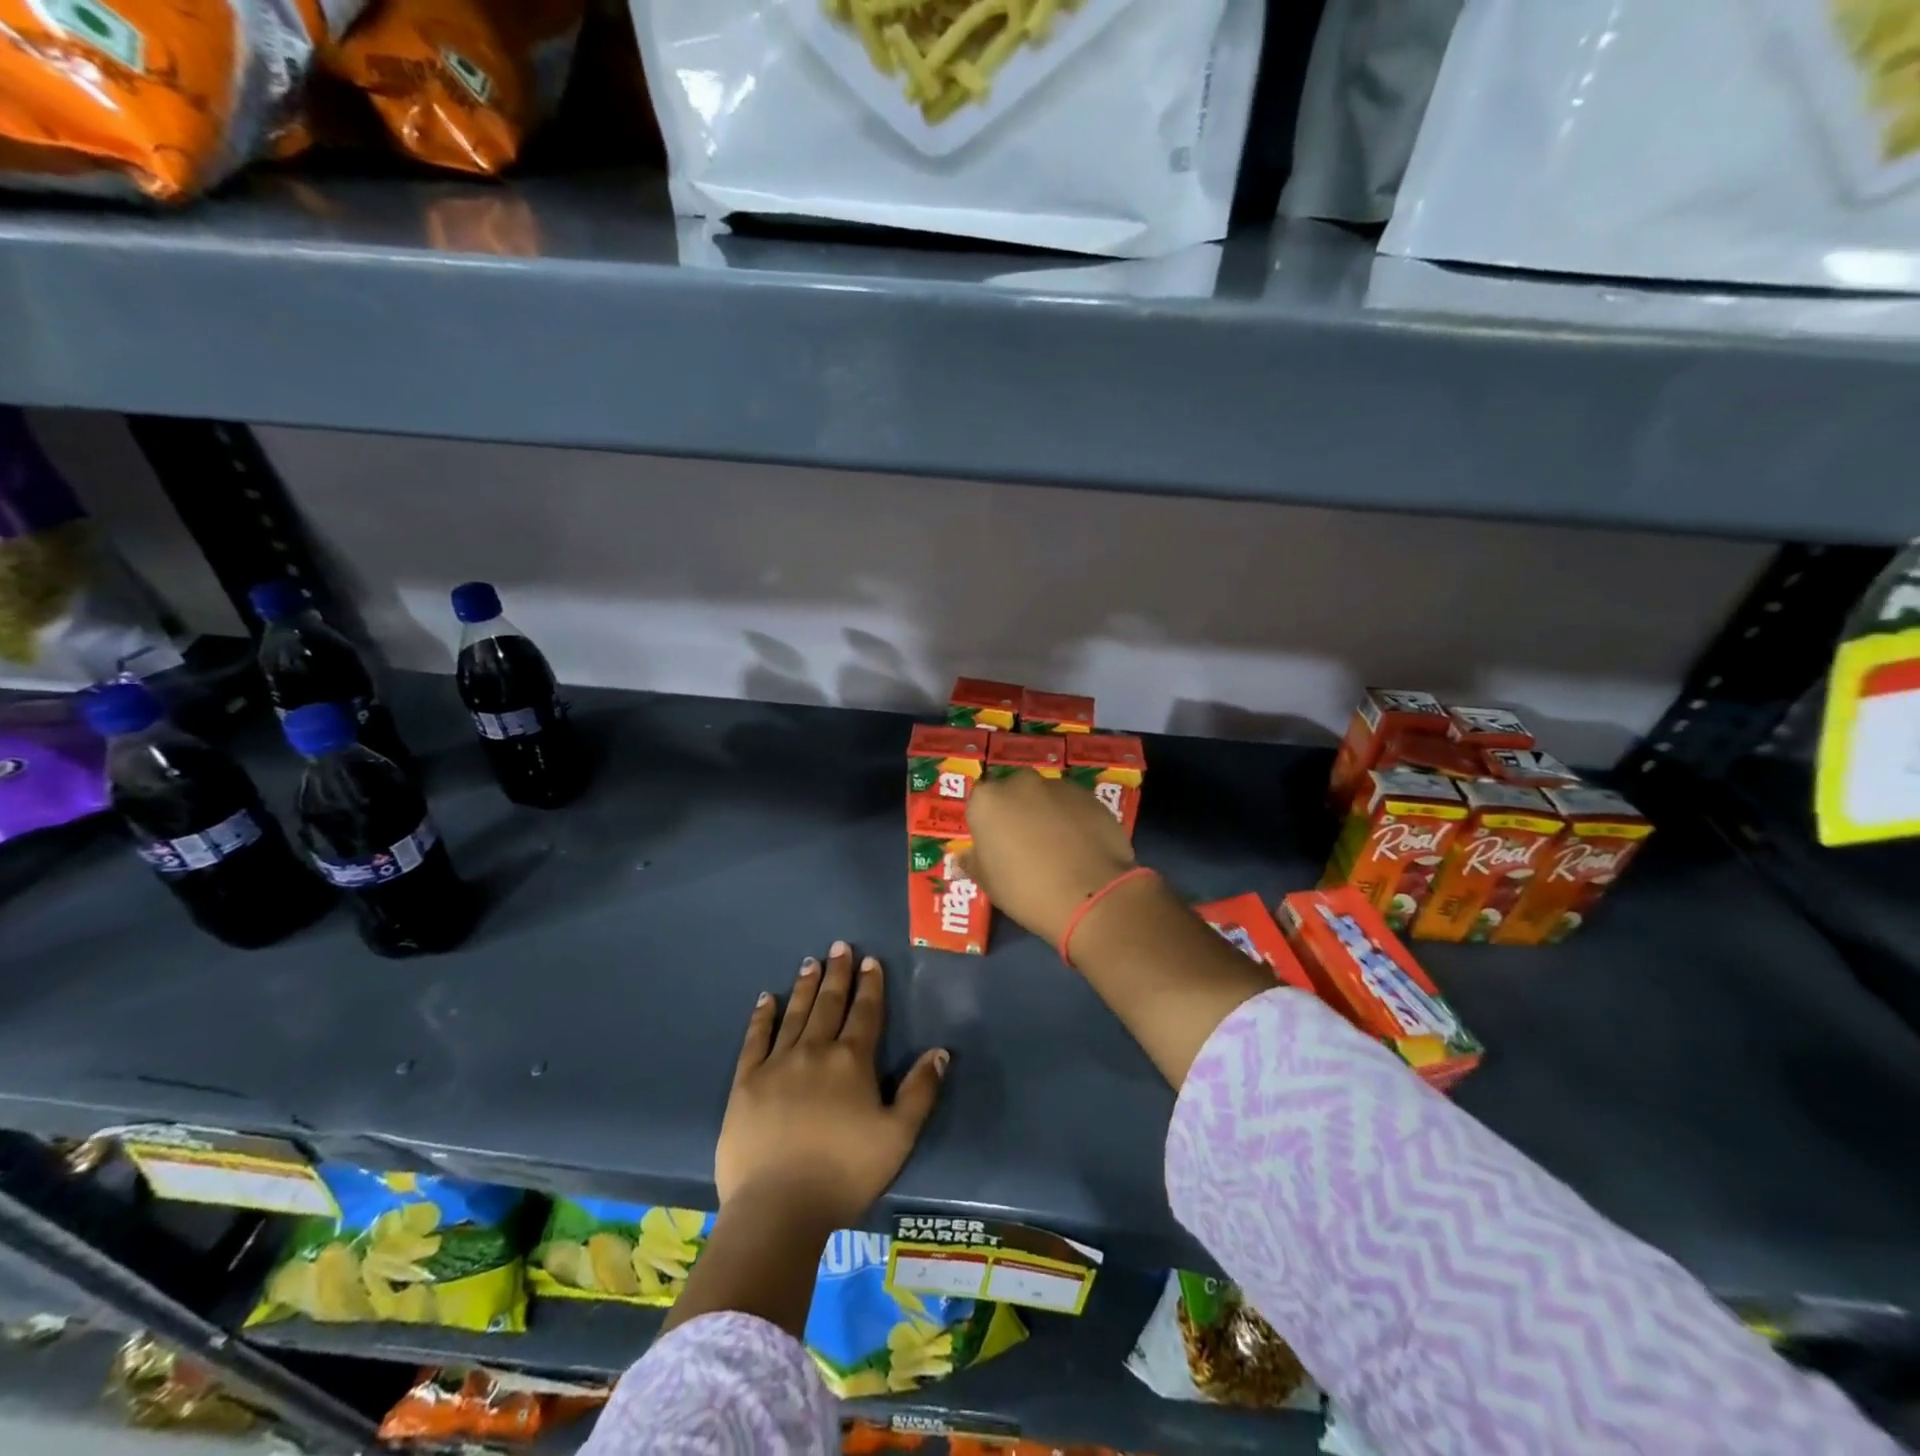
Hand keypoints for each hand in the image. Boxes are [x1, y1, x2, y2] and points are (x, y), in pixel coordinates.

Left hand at [717, 942, 947, 1232]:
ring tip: (811, 961)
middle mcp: (815, 1051)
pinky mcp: (746, 1082)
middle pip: (830, 1004)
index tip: (870, 961)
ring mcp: (777, 1064)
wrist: (778, 1208)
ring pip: (795, 1014)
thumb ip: (920, 1091)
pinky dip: (762, 1016)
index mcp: (852, 1062)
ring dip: (806, 986)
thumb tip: (940, 1051)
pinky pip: (755, 1039)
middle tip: (840, 946)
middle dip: (838, 973)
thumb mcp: (898, 1137)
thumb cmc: (844, 1173)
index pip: (865, 1012)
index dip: (870, 985)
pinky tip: (767, 998)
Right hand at [962, 770, 1136, 946]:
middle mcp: (1021, 783)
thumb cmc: (1026, 890)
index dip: (987, 826)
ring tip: (1059, 849)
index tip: (996, 848)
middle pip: (1013, 793)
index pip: (979, 804)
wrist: (1090, 894)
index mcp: (987, 801)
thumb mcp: (989, 884)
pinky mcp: (1091, 797)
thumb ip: (973, 863)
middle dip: (1017, 813)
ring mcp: (1059, 786)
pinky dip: (1074, 820)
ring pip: (1046, 797)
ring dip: (1047, 814)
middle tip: (1026, 846)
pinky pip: (1074, 806)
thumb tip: (962, 859)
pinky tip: (1082, 847)